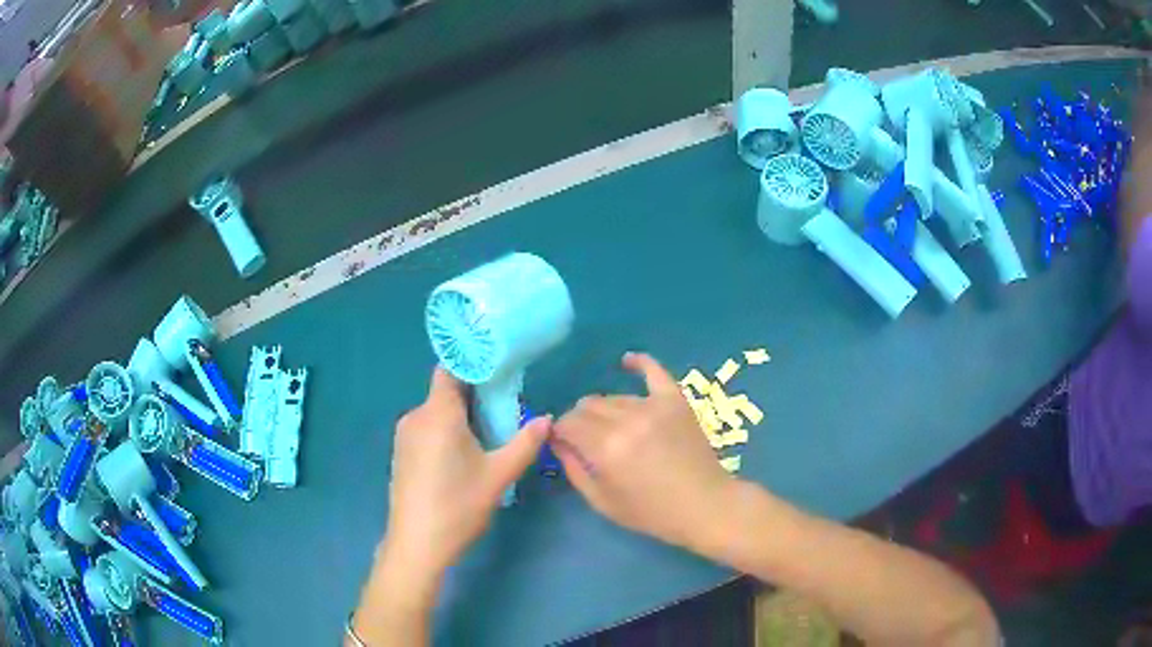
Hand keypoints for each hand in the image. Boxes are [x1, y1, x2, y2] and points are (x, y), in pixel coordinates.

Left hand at [383, 367, 550, 578]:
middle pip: (445, 391)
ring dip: (461, 415)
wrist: (416, 545)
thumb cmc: (458, 506)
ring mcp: (405, 435)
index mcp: (437, 413)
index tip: (500, 367)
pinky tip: (464, 453)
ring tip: (490, 431)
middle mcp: (416, 416)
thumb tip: (546, 419)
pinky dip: (447, 430)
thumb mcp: (498, 475)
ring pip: (436, 411)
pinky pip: (427, 428)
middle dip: (475, 393)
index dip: (474, 363)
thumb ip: (524, 443)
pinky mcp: (402, 453)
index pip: (450, 369)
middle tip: (505, 405)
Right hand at [551, 352, 736, 551]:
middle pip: (587, 406)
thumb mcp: (602, 501)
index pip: (568, 424)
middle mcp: (627, 421)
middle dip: (578, 421)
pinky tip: (627, 361)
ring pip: (613, 397)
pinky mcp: (675, 400)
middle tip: (586, 439)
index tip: (562, 442)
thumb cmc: (651, 512)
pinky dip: (640, 363)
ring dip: (604, 410)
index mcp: (606, 448)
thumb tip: (557, 442)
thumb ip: (574, 469)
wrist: (704, 505)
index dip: (560, 432)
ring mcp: (653, 406)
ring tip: (611, 428)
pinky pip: (654, 371)